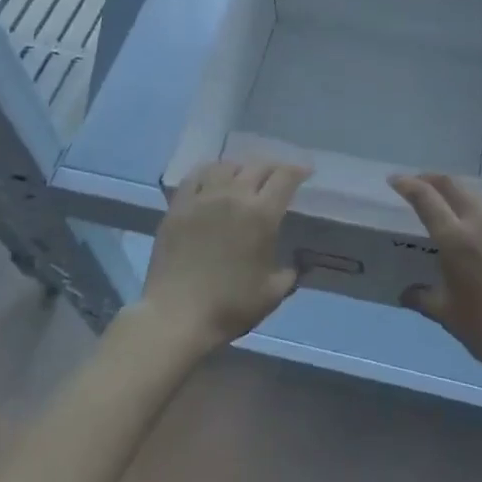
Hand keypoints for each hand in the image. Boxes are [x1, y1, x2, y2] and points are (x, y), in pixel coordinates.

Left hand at [139, 160, 309, 356]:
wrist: (176, 316)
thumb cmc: (229, 306)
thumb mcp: (272, 294)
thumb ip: (290, 273)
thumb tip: (297, 262)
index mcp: (262, 214)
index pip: (285, 177)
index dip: (298, 170)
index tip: (305, 172)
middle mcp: (234, 196)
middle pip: (257, 166)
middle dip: (273, 168)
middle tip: (278, 177)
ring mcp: (203, 198)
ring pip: (226, 166)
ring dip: (242, 168)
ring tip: (244, 176)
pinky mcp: (179, 206)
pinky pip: (196, 176)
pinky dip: (210, 171)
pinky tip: (212, 179)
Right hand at [388, 174, 481, 391]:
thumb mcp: (448, 316)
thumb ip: (423, 298)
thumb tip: (406, 293)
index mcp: (455, 239)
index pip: (426, 198)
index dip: (408, 184)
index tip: (395, 180)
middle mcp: (480, 221)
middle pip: (452, 185)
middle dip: (431, 179)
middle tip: (419, 184)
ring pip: (479, 191)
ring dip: (459, 188)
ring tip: (451, 197)